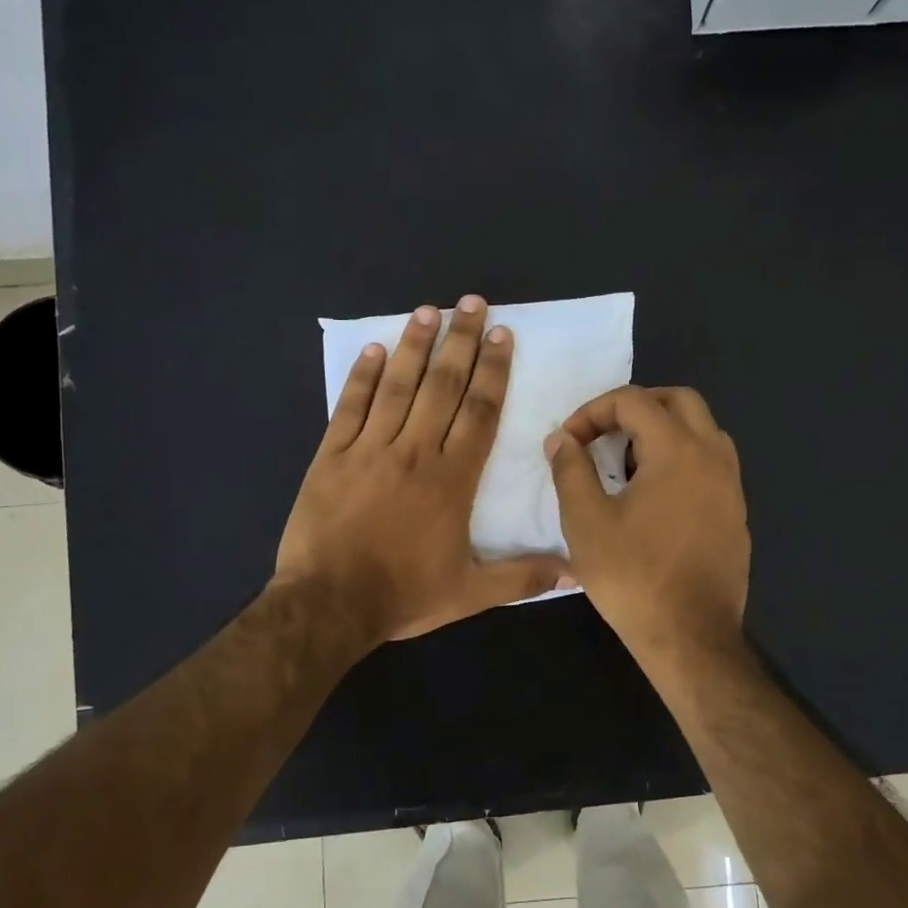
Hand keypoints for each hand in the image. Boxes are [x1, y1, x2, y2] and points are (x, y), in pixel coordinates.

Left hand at [277, 296, 566, 643]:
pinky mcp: (332, 456)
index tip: (502, 335)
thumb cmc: (403, 594)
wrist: (329, 604)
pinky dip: (362, 376)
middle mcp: (414, 451)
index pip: (480, 411)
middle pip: (443, 385)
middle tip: (472, 303)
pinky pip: (350, 406)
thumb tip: (579, 570)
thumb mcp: (471, 593)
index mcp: (452, 478)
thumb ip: (524, 576)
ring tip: (428, 310)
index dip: (494, 371)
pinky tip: (374, 349)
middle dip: (461, 341)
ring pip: (397, 386)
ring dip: (415, 345)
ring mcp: (369, 449)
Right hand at [545, 386, 749, 657]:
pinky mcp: (736, 513)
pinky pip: (710, 463)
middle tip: (602, 434)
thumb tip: (561, 439)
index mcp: (678, 450)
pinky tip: (654, 497)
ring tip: (626, 462)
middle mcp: (713, 456)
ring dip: (663, 431)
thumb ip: (570, 470)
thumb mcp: (586, 521)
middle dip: (635, 407)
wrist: (691, 636)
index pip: (633, 400)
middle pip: (679, 400)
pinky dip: (681, 459)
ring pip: (702, 430)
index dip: (593, 411)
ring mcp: (731, 485)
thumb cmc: (633, 576)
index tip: (569, 442)